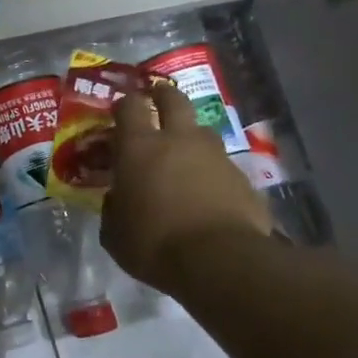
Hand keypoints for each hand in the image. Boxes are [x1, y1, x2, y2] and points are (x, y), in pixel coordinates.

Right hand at [101, 84, 271, 283]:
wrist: (221, 261)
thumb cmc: (154, 244)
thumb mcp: (115, 233)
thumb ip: (113, 208)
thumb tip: (118, 199)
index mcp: (139, 148)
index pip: (129, 107)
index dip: (124, 103)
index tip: (120, 108)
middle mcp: (179, 141)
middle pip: (174, 100)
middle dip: (163, 95)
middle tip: (156, 99)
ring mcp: (216, 156)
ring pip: (202, 131)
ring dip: (190, 136)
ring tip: (183, 153)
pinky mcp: (243, 178)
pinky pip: (222, 166)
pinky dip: (212, 172)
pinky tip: (207, 193)